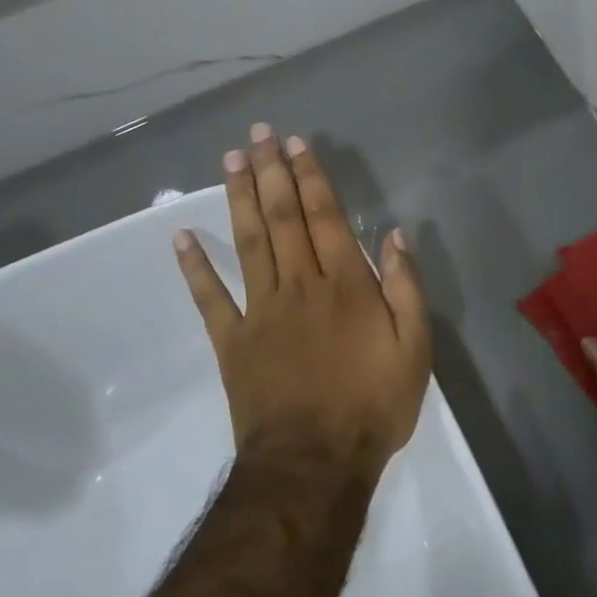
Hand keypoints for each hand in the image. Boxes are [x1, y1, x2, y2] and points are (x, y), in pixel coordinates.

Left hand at [174, 123, 430, 481]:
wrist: (315, 463)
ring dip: (239, 198)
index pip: (325, 217)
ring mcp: (261, 310)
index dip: (310, 177)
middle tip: (258, 134)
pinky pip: (210, 298)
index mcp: (345, 284)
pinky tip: (181, 237)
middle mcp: (300, 284)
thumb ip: (405, 288)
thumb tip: (393, 236)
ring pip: (248, 243)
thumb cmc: (373, 405)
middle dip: (271, 172)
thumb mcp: (414, 348)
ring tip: (231, 160)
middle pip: (282, 218)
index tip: (295, 144)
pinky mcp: (233, 341)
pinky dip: (195, 267)